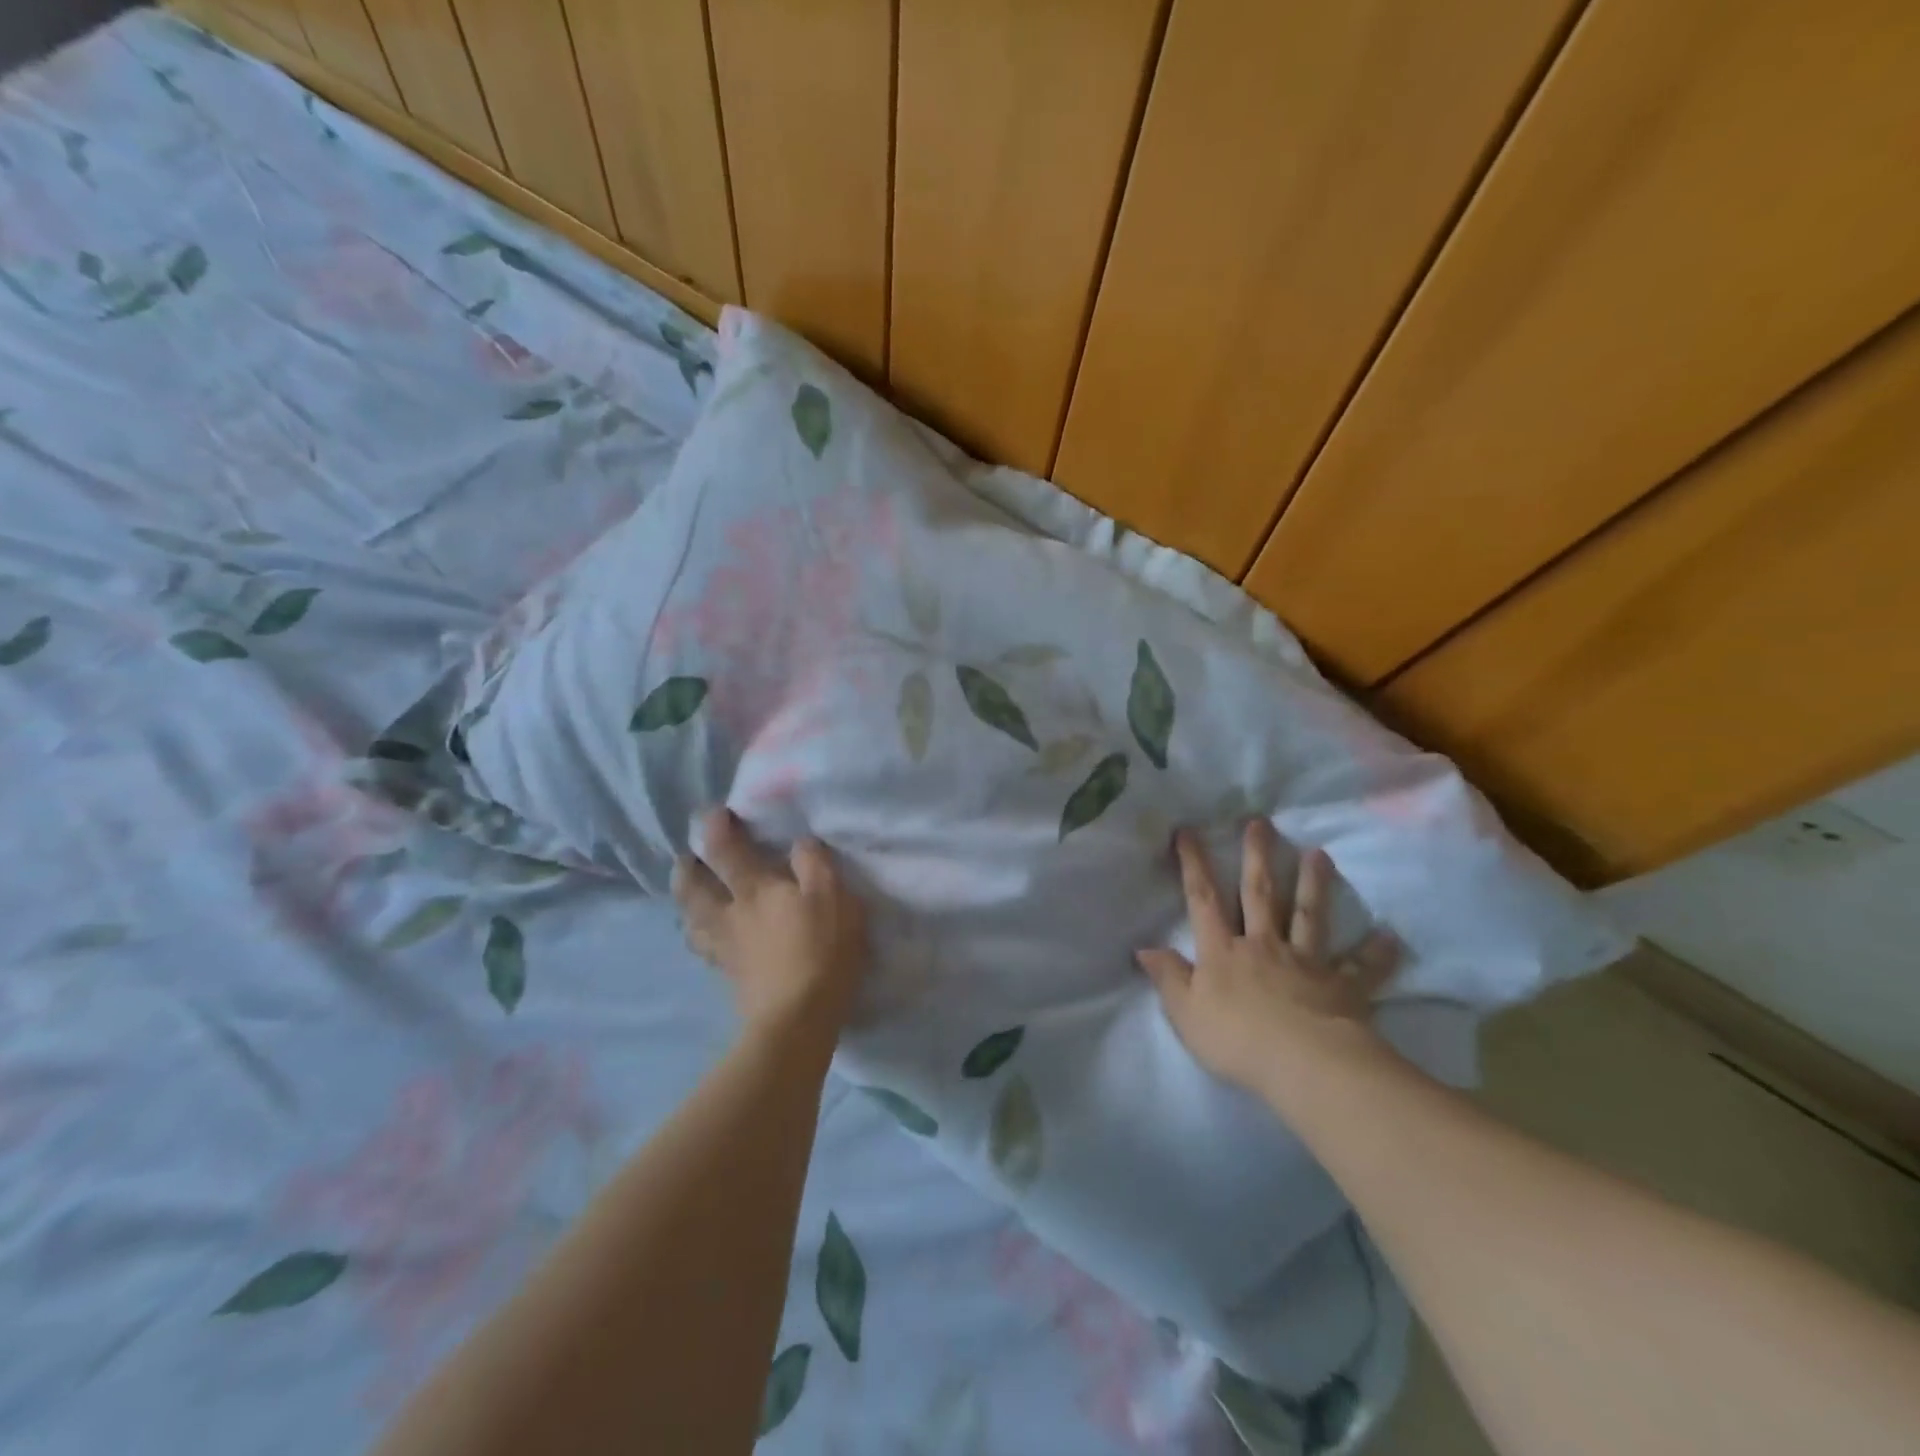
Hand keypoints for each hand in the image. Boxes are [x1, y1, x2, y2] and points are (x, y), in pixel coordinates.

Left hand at [673, 808, 868, 1034]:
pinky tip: (707, 937)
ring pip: (692, 920)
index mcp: (755, 890)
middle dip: (686, 868)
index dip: (716, 827)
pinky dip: (699, 936)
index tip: (714, 812)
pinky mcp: (729, 976)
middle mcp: (730, 914)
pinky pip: (705, 948)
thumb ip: (815, 865)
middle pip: (693, 888)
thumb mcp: (834, 898)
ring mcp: (725, 948)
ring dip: (686, 903)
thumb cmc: (821, 952)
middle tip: (686, 857)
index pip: (726, 850)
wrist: (796, 1020)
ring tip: (690, 896)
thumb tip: (799, 843)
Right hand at [1136, 821, 1400, 1097]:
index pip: (1203, 899)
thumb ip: (1168, 977)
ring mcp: (1305, 962)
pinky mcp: (1342, 986)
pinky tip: (1391, 937)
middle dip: (1257, 856)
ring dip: (1314, 884)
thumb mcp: (1185, 1012)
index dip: (1194, 864)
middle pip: (1259, 894)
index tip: (1188, 831)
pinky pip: (1361, 967)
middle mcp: (1263, 945)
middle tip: (1261, 823)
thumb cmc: (1235, 1039)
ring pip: (1308, 915)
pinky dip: (1376, 953)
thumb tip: (1144, 948)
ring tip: (1321, 854)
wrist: (1303, 1065)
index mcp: (1223, 951)